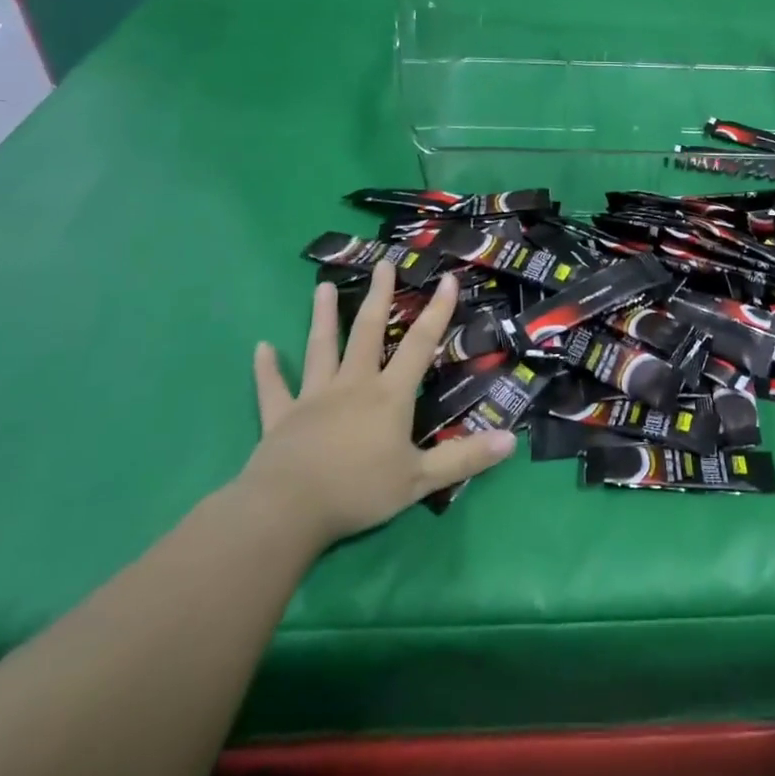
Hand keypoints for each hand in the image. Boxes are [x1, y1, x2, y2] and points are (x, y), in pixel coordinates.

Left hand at [239, 264, 513, 547]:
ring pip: (321, 349)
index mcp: (389, 395)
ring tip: (323, 287)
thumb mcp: (420, 480)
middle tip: (383, 264)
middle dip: (379, 296)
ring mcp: (313, 398)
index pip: (420, 344)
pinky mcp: (281, 418)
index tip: (447, 279)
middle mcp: (353, 385)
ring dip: (323, 317)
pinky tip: (262, 348)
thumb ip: (464, 459)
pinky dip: (268, 369)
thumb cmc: (358, 491)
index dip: (437, 312)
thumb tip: (512, 440)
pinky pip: (274, 389)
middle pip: (368, 332)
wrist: (286, 511)